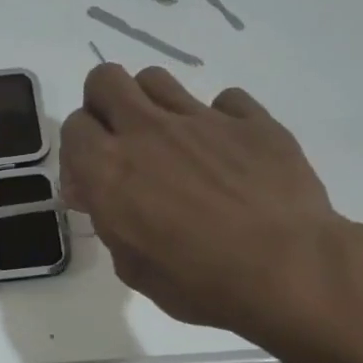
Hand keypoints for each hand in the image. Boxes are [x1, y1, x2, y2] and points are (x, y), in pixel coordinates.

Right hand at [60, 64, 362, 341]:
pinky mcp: (250, 119)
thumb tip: (95, 194)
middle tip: (121, 139)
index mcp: (108, 168)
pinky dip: (219, 120)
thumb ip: (108, 220)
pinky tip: (227, 151)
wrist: (288, 271)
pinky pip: (224, 100)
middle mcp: (146, 131)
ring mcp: (200, 119)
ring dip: (152, 103)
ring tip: (170, 140)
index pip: (73, 126)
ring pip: (156, 79)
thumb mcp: (131, 266)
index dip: (79, 148)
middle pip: (105, 80)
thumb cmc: (199, 283)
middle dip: (104, 104)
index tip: (93, 174)